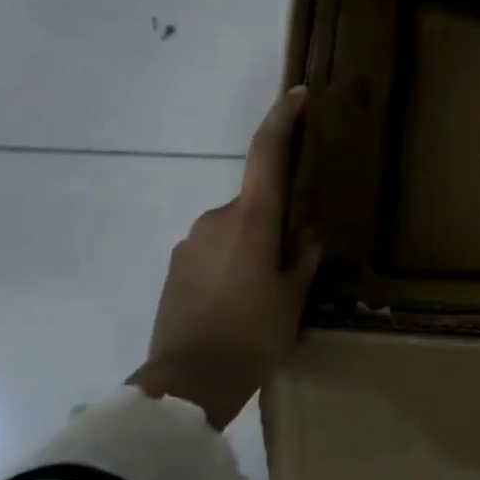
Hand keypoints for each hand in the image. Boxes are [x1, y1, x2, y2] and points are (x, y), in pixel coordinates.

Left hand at [129, 87, 320, 429]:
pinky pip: (213, 253)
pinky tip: (238, 303)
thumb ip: (302, 257)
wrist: (187, 384)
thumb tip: (304, 236)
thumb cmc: (254, 333)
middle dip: (274, 223)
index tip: (298, 95)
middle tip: (292, 263)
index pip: (267, 154)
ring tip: (264, 294)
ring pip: (234, 231)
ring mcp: (190, 244)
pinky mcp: (175, 269)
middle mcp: (216, 220)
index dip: (282, 120)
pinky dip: (230, 265)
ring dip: (251, 248)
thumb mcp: (293, 296)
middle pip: (254, 203)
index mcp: (251, 219)